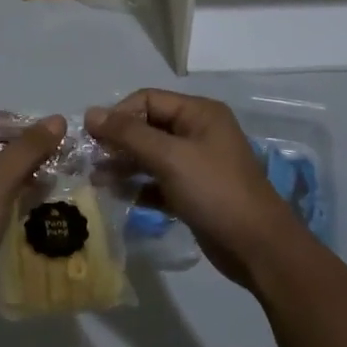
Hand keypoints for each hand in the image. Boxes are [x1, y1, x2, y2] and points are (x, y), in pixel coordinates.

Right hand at [86, 89, 307, 289]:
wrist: (257, 247)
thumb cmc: (214, 191)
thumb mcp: (170, 157)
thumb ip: (128, 134)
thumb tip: (90, 113)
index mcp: (199, 113)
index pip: (148, 100)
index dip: (118, 114)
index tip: (92, 138)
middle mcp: (198, 132)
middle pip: (148, 127)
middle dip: (118, 141)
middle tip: (88, 160)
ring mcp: (197, 164)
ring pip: (151, 156)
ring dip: (124, 165)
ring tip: (95, 180)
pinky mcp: (193, 192)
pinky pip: (158, 182)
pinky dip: (139, 187)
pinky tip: (117, 197)